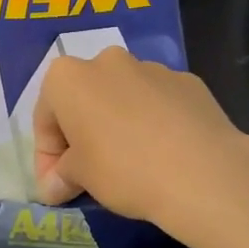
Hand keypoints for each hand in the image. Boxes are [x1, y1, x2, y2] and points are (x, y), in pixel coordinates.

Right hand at [31, 47, 248, 230]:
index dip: (46, 157)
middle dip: (82, 133)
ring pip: (123, 97)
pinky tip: (164, 155)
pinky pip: (158, 103)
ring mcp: (152, 68)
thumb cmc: (124, 169)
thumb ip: (62, 175)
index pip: (45, 118)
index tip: (56, 187)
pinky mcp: (188, 82)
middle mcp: (108, 61)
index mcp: (69, 77)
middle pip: (85, 99)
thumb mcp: (81, 178)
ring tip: (131, 164)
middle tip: (87, 173)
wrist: (203, 171)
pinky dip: (153, 123)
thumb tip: (54, 186)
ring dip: (118, 125)